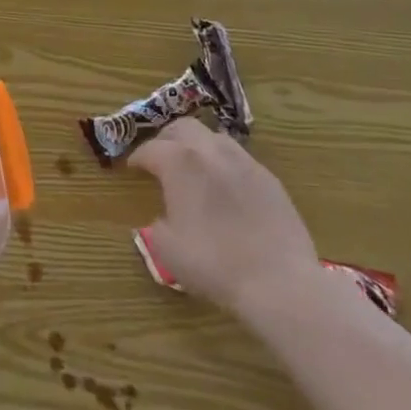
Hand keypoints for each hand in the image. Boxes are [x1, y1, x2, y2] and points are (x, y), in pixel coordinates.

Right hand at [130, 117, 325, 320]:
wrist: (278, 282)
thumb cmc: (213, 264)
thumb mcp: (167, 248)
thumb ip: (156, 224)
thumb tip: (165, 216)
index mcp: (180, 162)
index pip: (150, 149)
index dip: (137, 158)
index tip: (132, 169)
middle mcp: (210, 151)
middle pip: (182, 127)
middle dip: (166, 139)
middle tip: (160, 159)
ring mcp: (244, 161)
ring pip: (214, 137)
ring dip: (198, 146)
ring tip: (194, 168)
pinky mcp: (269, 178)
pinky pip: (239, 159)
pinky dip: (224, 164)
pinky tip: (226, 188)